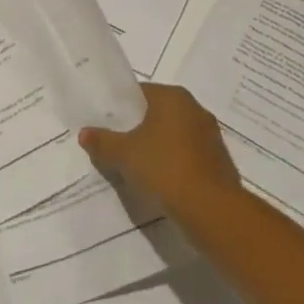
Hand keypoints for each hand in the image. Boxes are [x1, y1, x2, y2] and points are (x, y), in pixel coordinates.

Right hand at [79, 82, 239, 219]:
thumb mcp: (123, 154)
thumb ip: (102, 141)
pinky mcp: (219, 162)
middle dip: (139, 128)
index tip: (107, 123)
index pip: (140, 93)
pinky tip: (160, 181)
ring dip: (158, 147)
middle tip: (118, 144)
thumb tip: (84, 133)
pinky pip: (188, 156)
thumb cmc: (164, 168)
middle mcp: (195, 109)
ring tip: (136, 165)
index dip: (121, 107)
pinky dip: (174, 164)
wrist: (211, 209)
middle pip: (158, 114)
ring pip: (174, 136)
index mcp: (173, 97)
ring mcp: (211, 136)